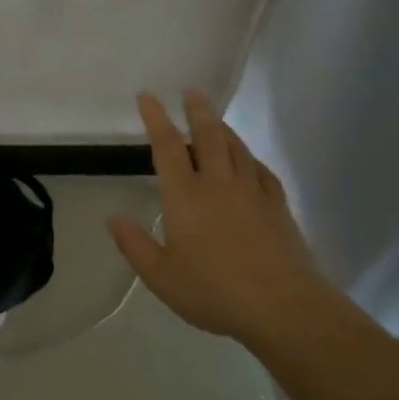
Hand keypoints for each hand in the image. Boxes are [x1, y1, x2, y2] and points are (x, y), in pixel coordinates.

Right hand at [107, 91, 335, 345]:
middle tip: (192, 91)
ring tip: (215, 117)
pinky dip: (250, 158)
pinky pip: (261, 171)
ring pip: (236, 149)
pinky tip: (248, 160)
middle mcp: (218, 185)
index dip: (156, 119)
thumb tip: (114, 218)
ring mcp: (252, 193)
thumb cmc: (214, 292)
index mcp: (185, 197)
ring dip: (223, 128)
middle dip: (197, 111)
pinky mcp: (277, 207)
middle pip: (208, 136)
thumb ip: (135, 245)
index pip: (167, 147)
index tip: (148, 96)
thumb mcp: (161, 276)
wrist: (284, 308)